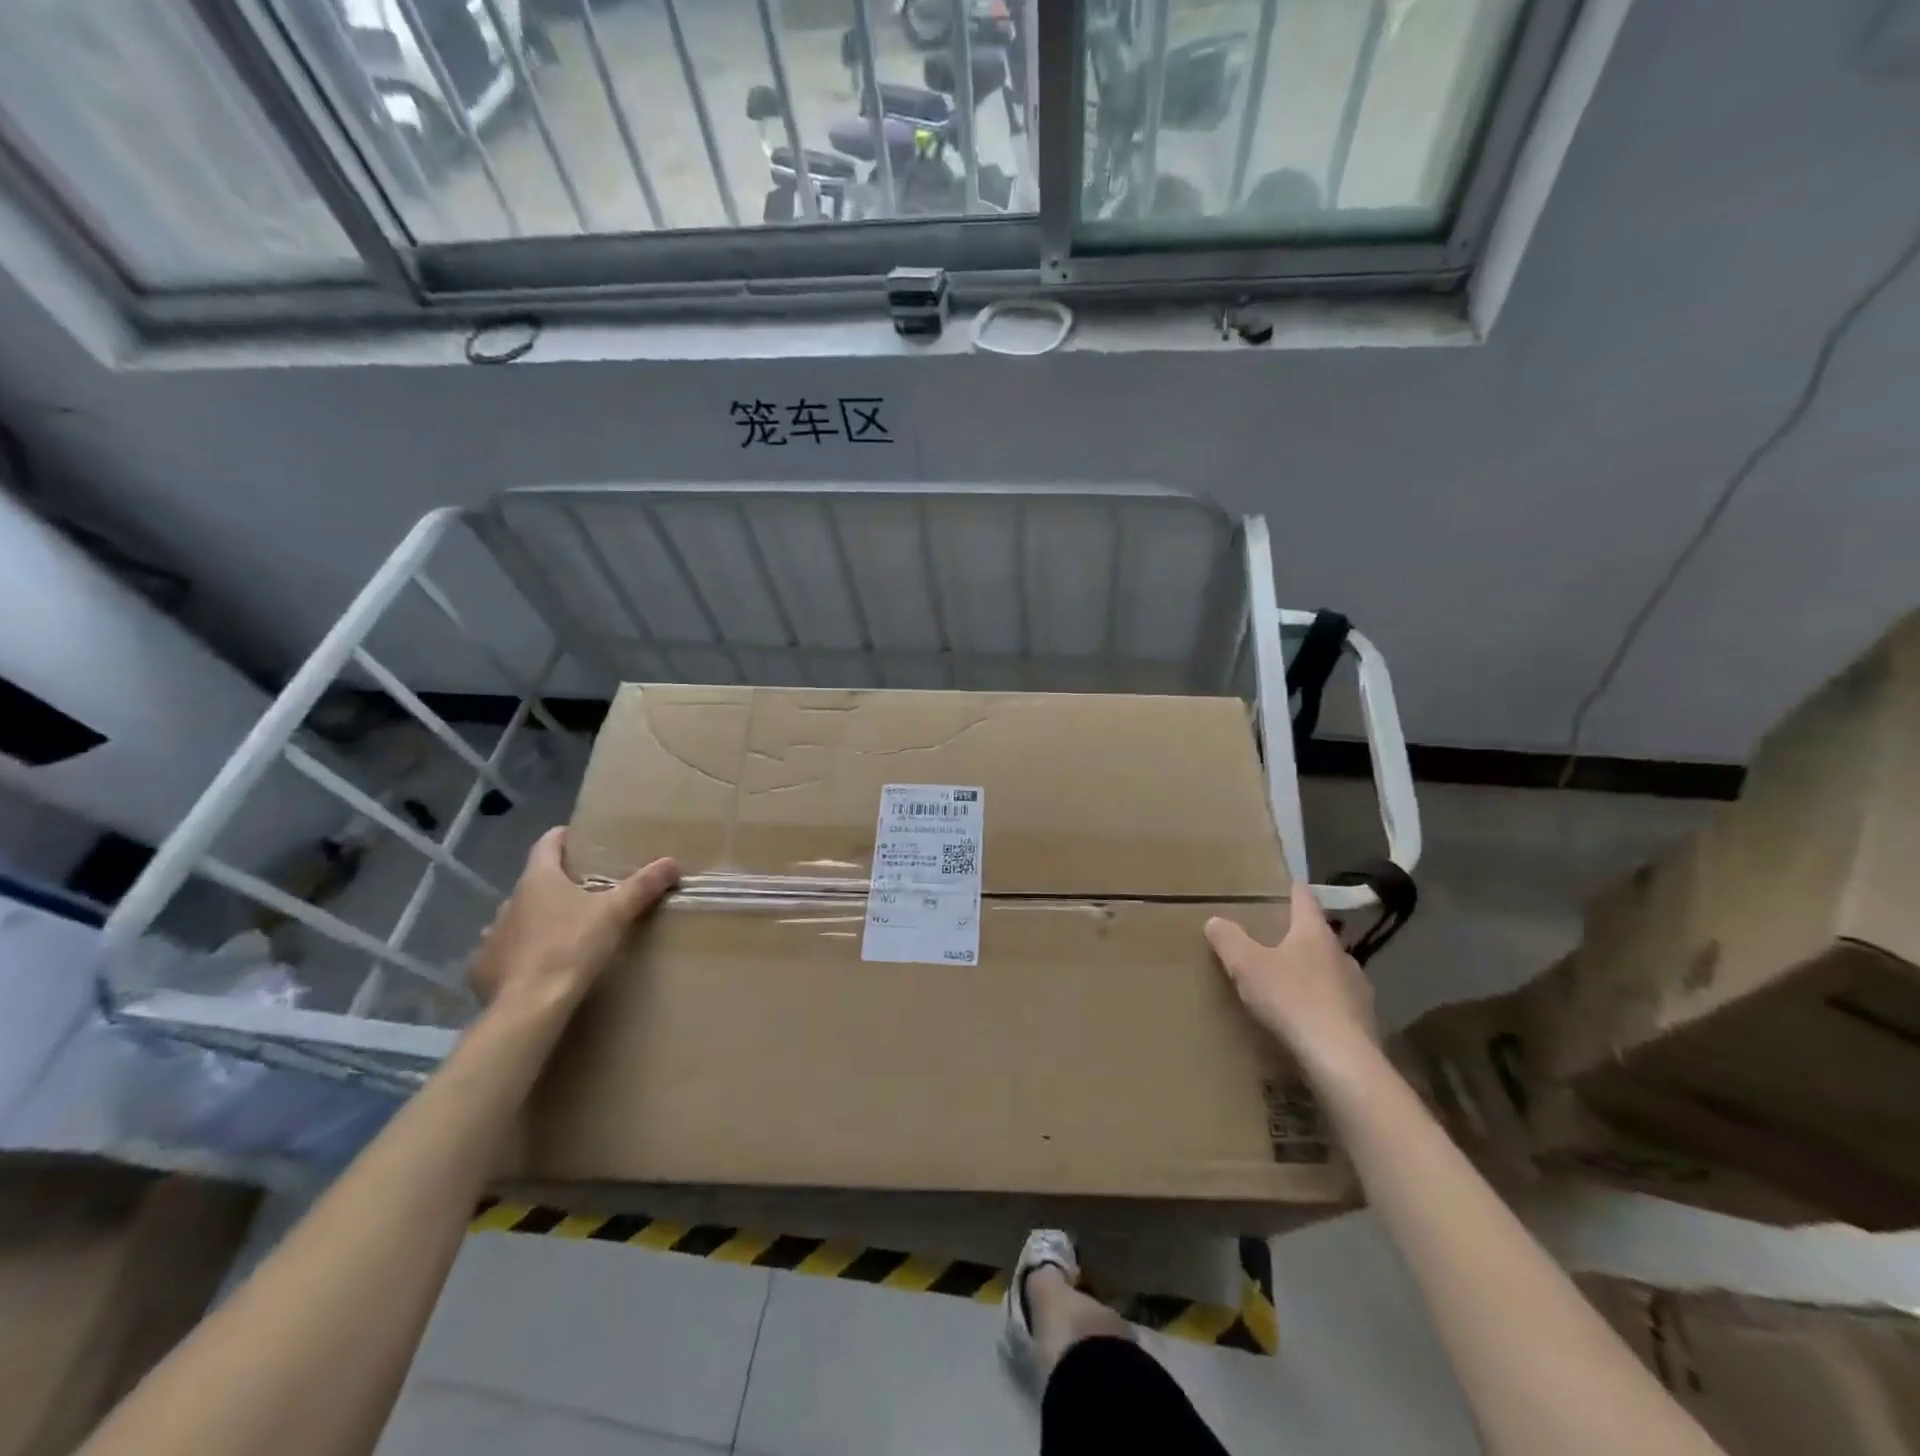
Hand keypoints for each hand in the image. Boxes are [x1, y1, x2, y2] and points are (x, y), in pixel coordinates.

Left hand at [469, 828, 678, 1009]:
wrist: (529, 1005)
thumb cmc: (572, 946)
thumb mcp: (616, 913)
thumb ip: (643, 886)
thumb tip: (671, 862)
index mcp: (538, 879)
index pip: (547, 844)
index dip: (563, 837)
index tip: (580, 839)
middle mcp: (509, 901)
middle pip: (534, 883)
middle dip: (557, 885)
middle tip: (585, 893)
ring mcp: (492, 935)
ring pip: (518, 918)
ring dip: (537, 920)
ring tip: (563, 931)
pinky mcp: (483, 969)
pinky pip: (503, 953)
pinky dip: (520, 954)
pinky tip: (537, 966)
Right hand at [1205, 889, 1376, 1071]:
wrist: (1341, 1059)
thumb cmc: (1292, 1000)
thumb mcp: (1247, 966)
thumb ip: (1229, 940)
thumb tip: (1215, 920)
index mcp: (1314, 933)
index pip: (1304, 900)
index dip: (1294, 889)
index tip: (1289, 881)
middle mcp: (1341, 954)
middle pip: (1319, 936)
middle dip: (1300, 936)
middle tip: (1278, 938)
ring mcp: (1358, 988)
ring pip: (1332, 970)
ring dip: (1314, 972)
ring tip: (1292, 981)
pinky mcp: (1365, 1021)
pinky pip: (1339, 1003)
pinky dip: (1324, 1003)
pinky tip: (1309, 1018)